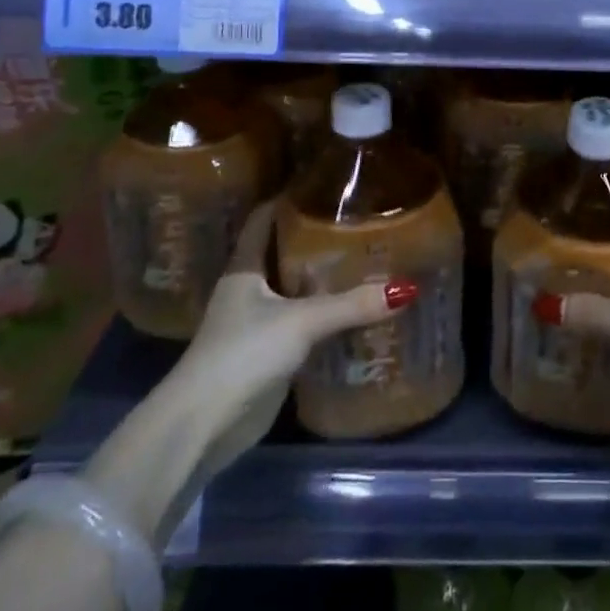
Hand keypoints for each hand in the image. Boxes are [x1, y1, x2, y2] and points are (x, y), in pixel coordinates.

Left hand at [167, 201, 417, 476]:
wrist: (203, 426)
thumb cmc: (243, 354)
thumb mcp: (301, 322)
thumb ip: (352, 305)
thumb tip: (406, 289)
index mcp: (244, 268)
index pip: (263, 219)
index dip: (288, 198)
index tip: (324, 183)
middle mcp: (248, 290)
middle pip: (283, 252)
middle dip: (316, 237)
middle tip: (359, 220)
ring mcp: (256, 324)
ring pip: (295, 289)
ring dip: (323, 278)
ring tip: (366, 258)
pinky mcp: (268, 354)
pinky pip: (302, 323)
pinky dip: (325, 314)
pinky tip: (355, 309)